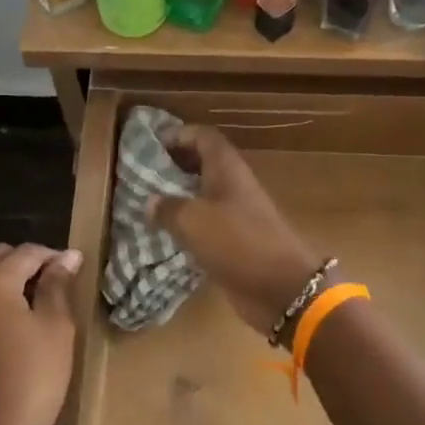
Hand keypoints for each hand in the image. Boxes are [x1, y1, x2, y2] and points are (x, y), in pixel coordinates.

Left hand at [0, 243, 80, 424]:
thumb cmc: (34, 375)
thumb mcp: (55, 326)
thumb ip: (57, 285)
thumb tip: (66, 257)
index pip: (25, 252)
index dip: (54, 255)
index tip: (78, 266)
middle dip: (28, 264)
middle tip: (60, 282)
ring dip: (12, 284)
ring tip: (43, 304)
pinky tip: (20, 328)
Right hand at [147, 126, 325, 336]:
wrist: (281, 289)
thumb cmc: (237, 243)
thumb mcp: (193, 220)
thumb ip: (168, 207)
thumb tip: (150, 202)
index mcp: (227, 170)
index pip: (203, 137)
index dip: (179, 135)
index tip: (151, 144)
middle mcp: (233, 187)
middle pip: (203, 164)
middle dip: (174, 165)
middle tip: (143, 174)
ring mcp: (237, 215)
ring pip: (203, 196)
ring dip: (179, 197)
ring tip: (147, 203)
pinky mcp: (236, 242)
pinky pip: (207, 225)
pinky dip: (187, 225)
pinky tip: (165, 234)